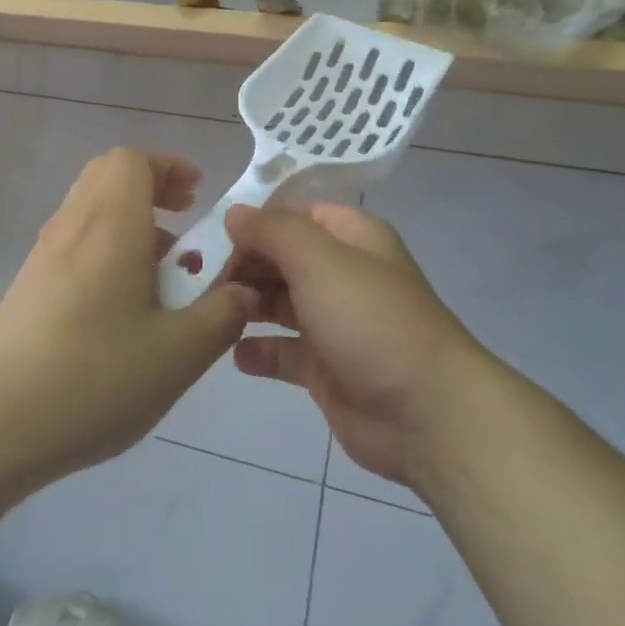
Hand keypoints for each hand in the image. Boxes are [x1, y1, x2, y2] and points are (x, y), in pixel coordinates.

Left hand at [0, 149, 253, 486]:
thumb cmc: (94, 379)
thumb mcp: (179, 354)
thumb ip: (221, 315)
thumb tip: (243, 292)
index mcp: (110, 226)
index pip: (132, 160)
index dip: (170, 166)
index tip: (199, 197)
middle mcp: (72, 227)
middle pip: (108, 176)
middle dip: (152, 188)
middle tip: (185, 223)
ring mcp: (43, 257)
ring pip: (91, 210)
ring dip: (131, 222)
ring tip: (163, 273)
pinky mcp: (27, 287)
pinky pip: (75, 243)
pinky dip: (107, 249)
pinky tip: (124, 308)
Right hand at [226, 204, 483, 487]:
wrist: (426, 412)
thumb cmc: (371, 320)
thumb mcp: (320, 260)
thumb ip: (273, 232)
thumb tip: (235, 213)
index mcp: (352, 237)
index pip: (295, 214)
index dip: (255, 221)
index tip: (212, 235)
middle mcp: (342, 274)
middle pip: (282, 258)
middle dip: (243, 265)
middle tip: (198, 278)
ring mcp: (334, 322)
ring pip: (278, 303)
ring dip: (246, 305)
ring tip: (211, 313)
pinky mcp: (325, 368)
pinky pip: (283, 352)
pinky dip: (259, 351)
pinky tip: (236, 355)